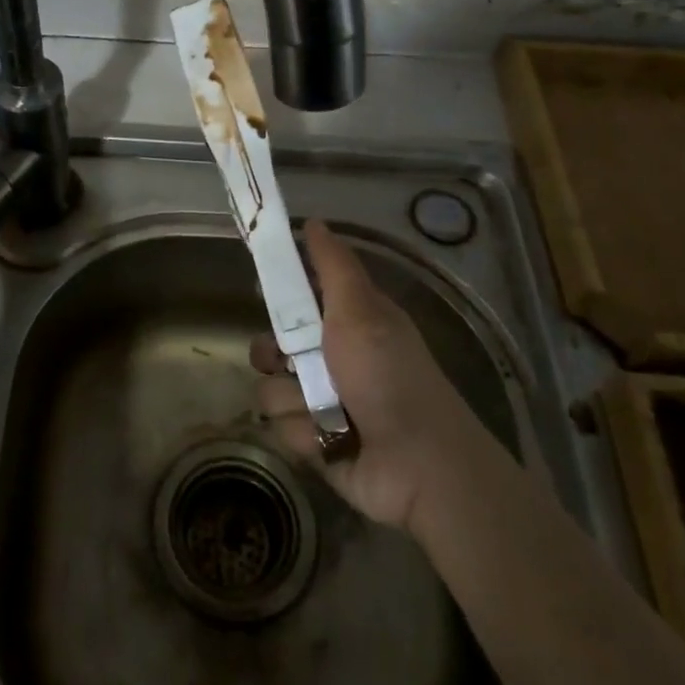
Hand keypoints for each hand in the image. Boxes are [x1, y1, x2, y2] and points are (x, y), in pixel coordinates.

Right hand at [251, 220, 478, 531]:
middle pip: (273, 344)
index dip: (281, 292)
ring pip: (271, 387)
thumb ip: (333, 266)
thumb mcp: (361, 309)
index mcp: (348, 322)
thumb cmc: (389, 375)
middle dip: (274, 352)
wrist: (419, 464)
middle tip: (289, 359)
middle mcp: (332, 359)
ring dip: (294, 398)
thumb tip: (314, 221)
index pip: (301, 296)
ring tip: (324, 408)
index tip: (264, 288)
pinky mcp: (314, 441)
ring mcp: (321, 402)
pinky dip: (304, 432)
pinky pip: (281, 427)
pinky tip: (329, 439)